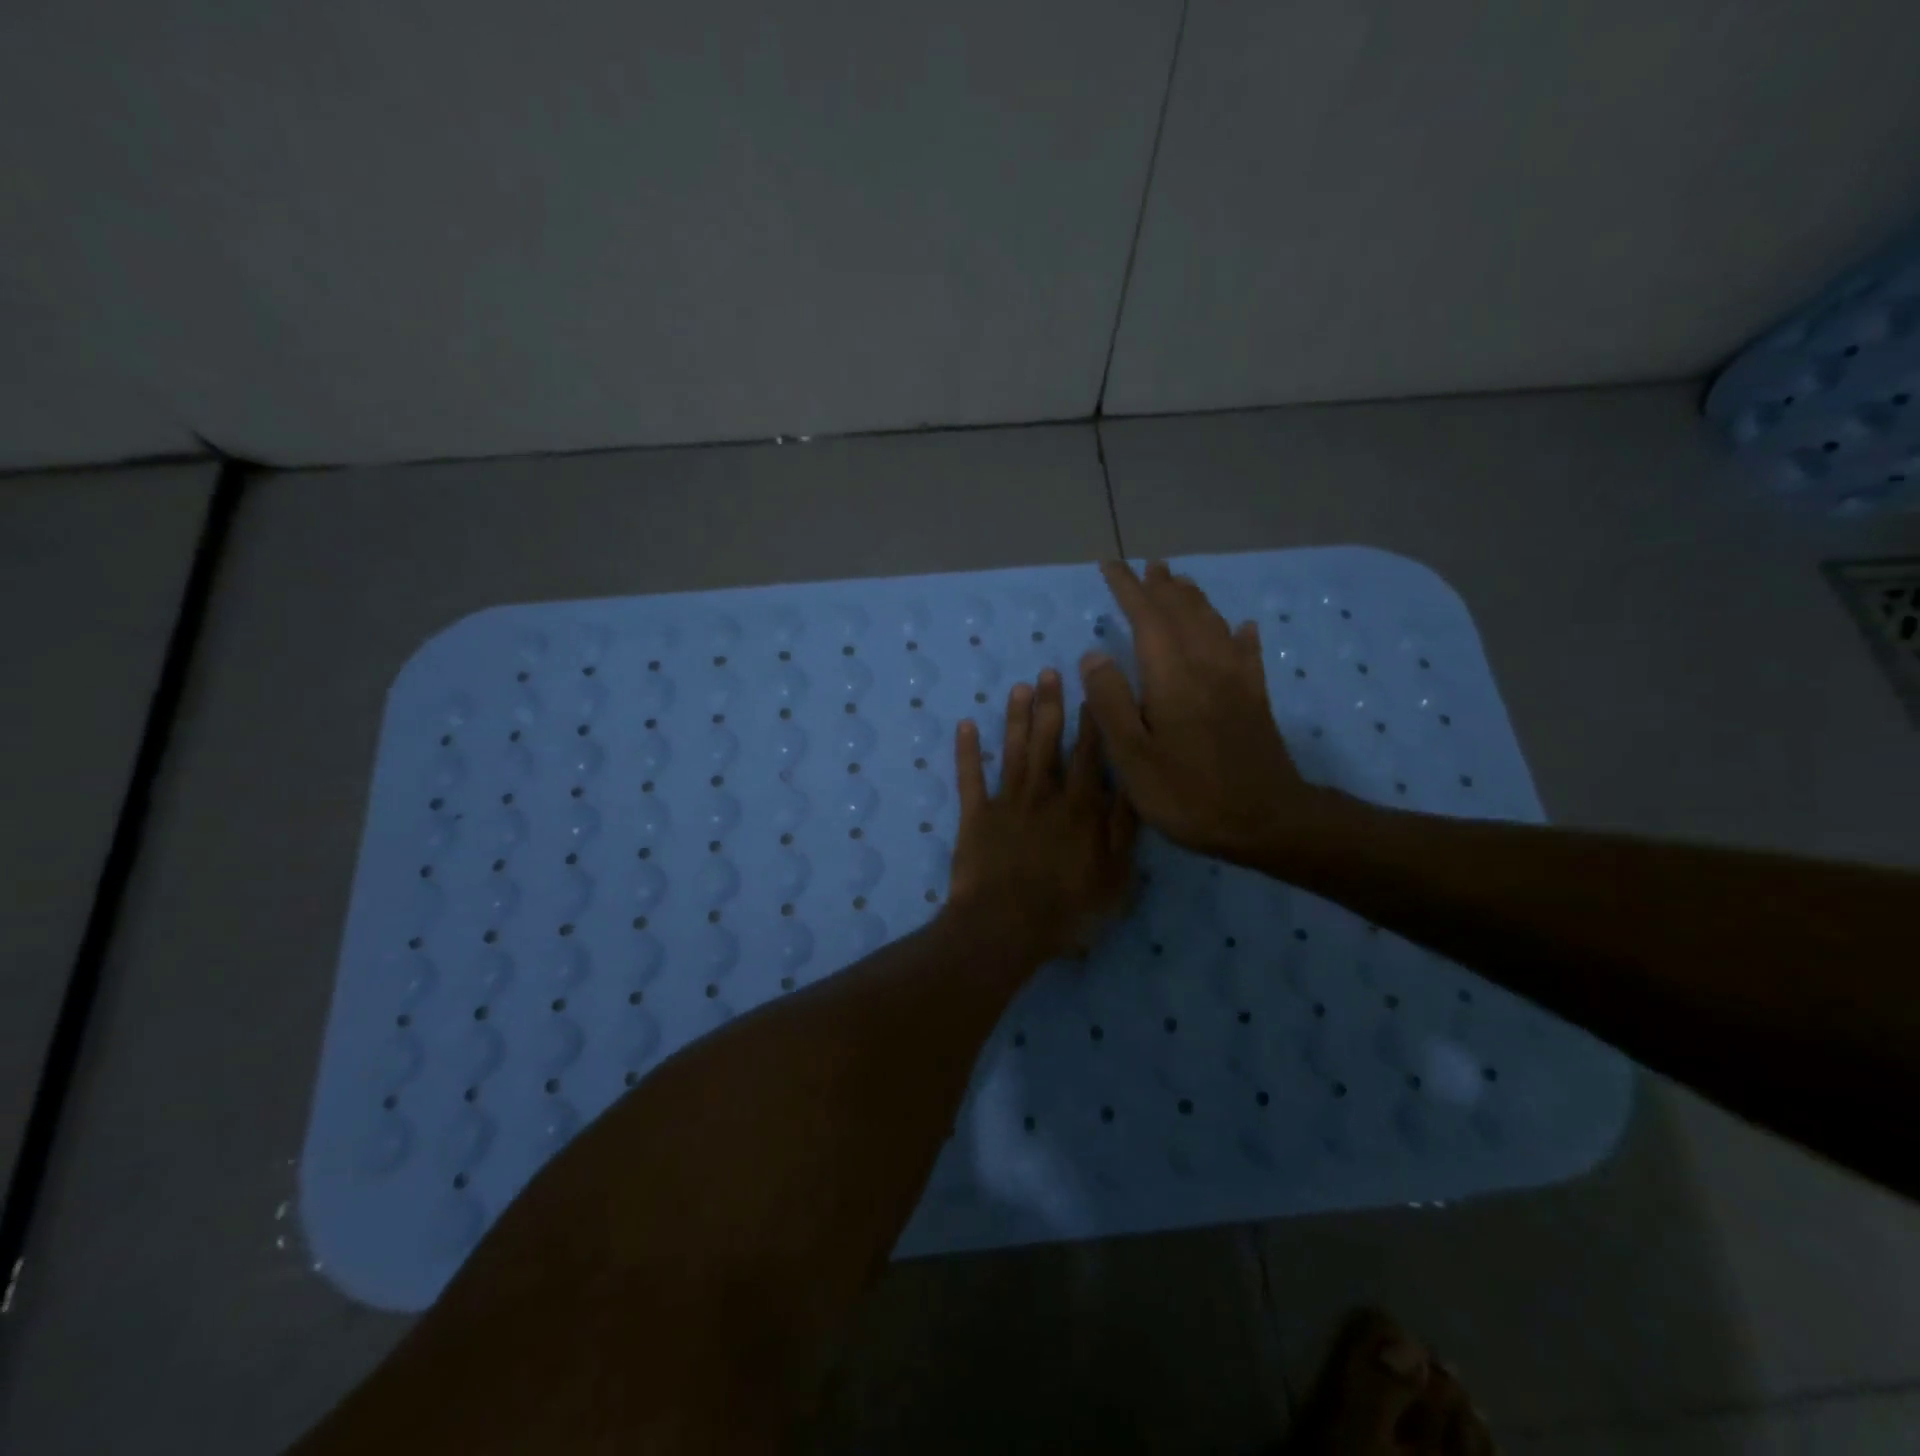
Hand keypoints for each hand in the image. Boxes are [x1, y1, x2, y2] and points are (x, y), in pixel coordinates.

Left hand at [946, 669, 1136, 962]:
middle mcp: (1044, 795)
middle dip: (1051, 706)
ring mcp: (1006, 803)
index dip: (1091, 722)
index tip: (1091, 690)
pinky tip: (965, 725)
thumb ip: (1124, 830)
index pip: (1090, 755)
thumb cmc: (1067, 909)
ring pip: (1013, 751)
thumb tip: (1133, 786)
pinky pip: (970, 778)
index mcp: (1080, 808)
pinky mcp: (975, 817)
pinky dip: (966, 752)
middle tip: (1049, 671)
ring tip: (1019, 687)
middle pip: (1048, 742)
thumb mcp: (1115, 877)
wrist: (1005, 927)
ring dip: (1016, 718)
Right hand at [1080, 559, 1329, 866]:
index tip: (1110, 566)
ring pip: (1214, 625)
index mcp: (1172, 677)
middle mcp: (1206, 666)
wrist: (1265, 822)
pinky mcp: (1256, 700)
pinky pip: (1249, 654)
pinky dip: (1241, 634)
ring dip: (1195, 600)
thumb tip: (1093, 654)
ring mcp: (1236, 682)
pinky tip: (1244, 627)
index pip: (1147, 617)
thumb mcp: (1132, 756)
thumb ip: (1111, 702)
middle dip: (1161, 587)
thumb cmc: (1188, 793)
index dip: (1128, 589)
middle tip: (1146, 566)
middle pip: (1183, 613)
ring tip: (1180, 582)